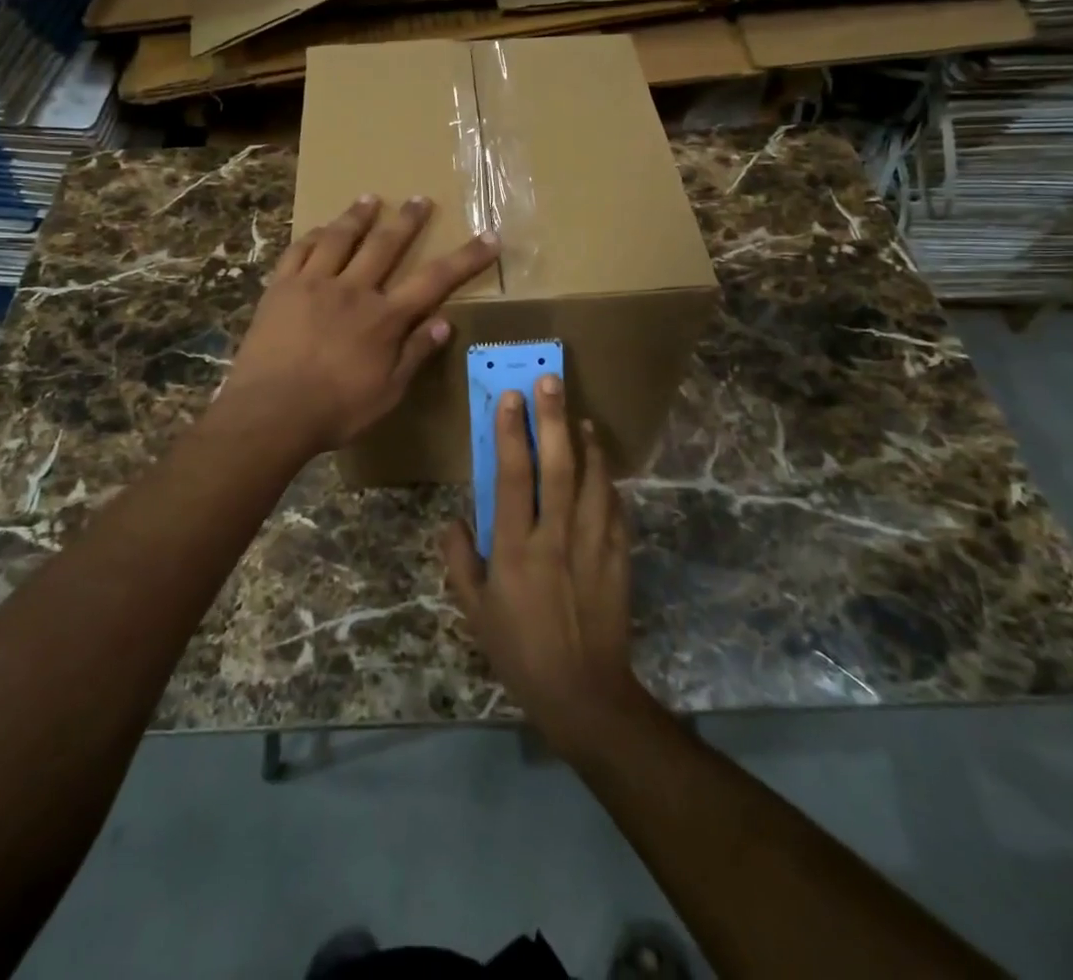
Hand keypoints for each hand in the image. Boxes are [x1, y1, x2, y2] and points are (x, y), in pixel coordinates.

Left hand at [225, 194, 499, 456]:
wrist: (271, 412)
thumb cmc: (336, 409)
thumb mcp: (388, 392)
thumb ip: (415, 354)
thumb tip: (444, 322)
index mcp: (384, 318)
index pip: (435, 280)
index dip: (466, 257)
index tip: (489, 237)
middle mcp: (353, 290)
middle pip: (386, 245)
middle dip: (408, 220)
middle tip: (420, 199)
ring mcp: (314, 284)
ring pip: (340, 238)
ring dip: (358, 216)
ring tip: (370, 198)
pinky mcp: (281, 288)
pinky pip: (299, 251)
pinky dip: (313, 236)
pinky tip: (320, 229)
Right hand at [441, 376, 649, 758]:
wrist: (584, 692)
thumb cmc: (520, 650)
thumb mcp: (475, 610)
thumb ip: (461, 561)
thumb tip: (453, 520)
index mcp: (517, 548)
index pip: (515, 476)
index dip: (511, 433)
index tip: (511, 398)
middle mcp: (557, 536)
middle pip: (558, 465)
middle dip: (553, 418)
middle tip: (551, 380)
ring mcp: (593, 544)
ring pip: (593, 479)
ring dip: (586, 443)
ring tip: (579, 416)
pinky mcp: (618, 556)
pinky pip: (615, 507)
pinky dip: (607, 480)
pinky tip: (601, 465)